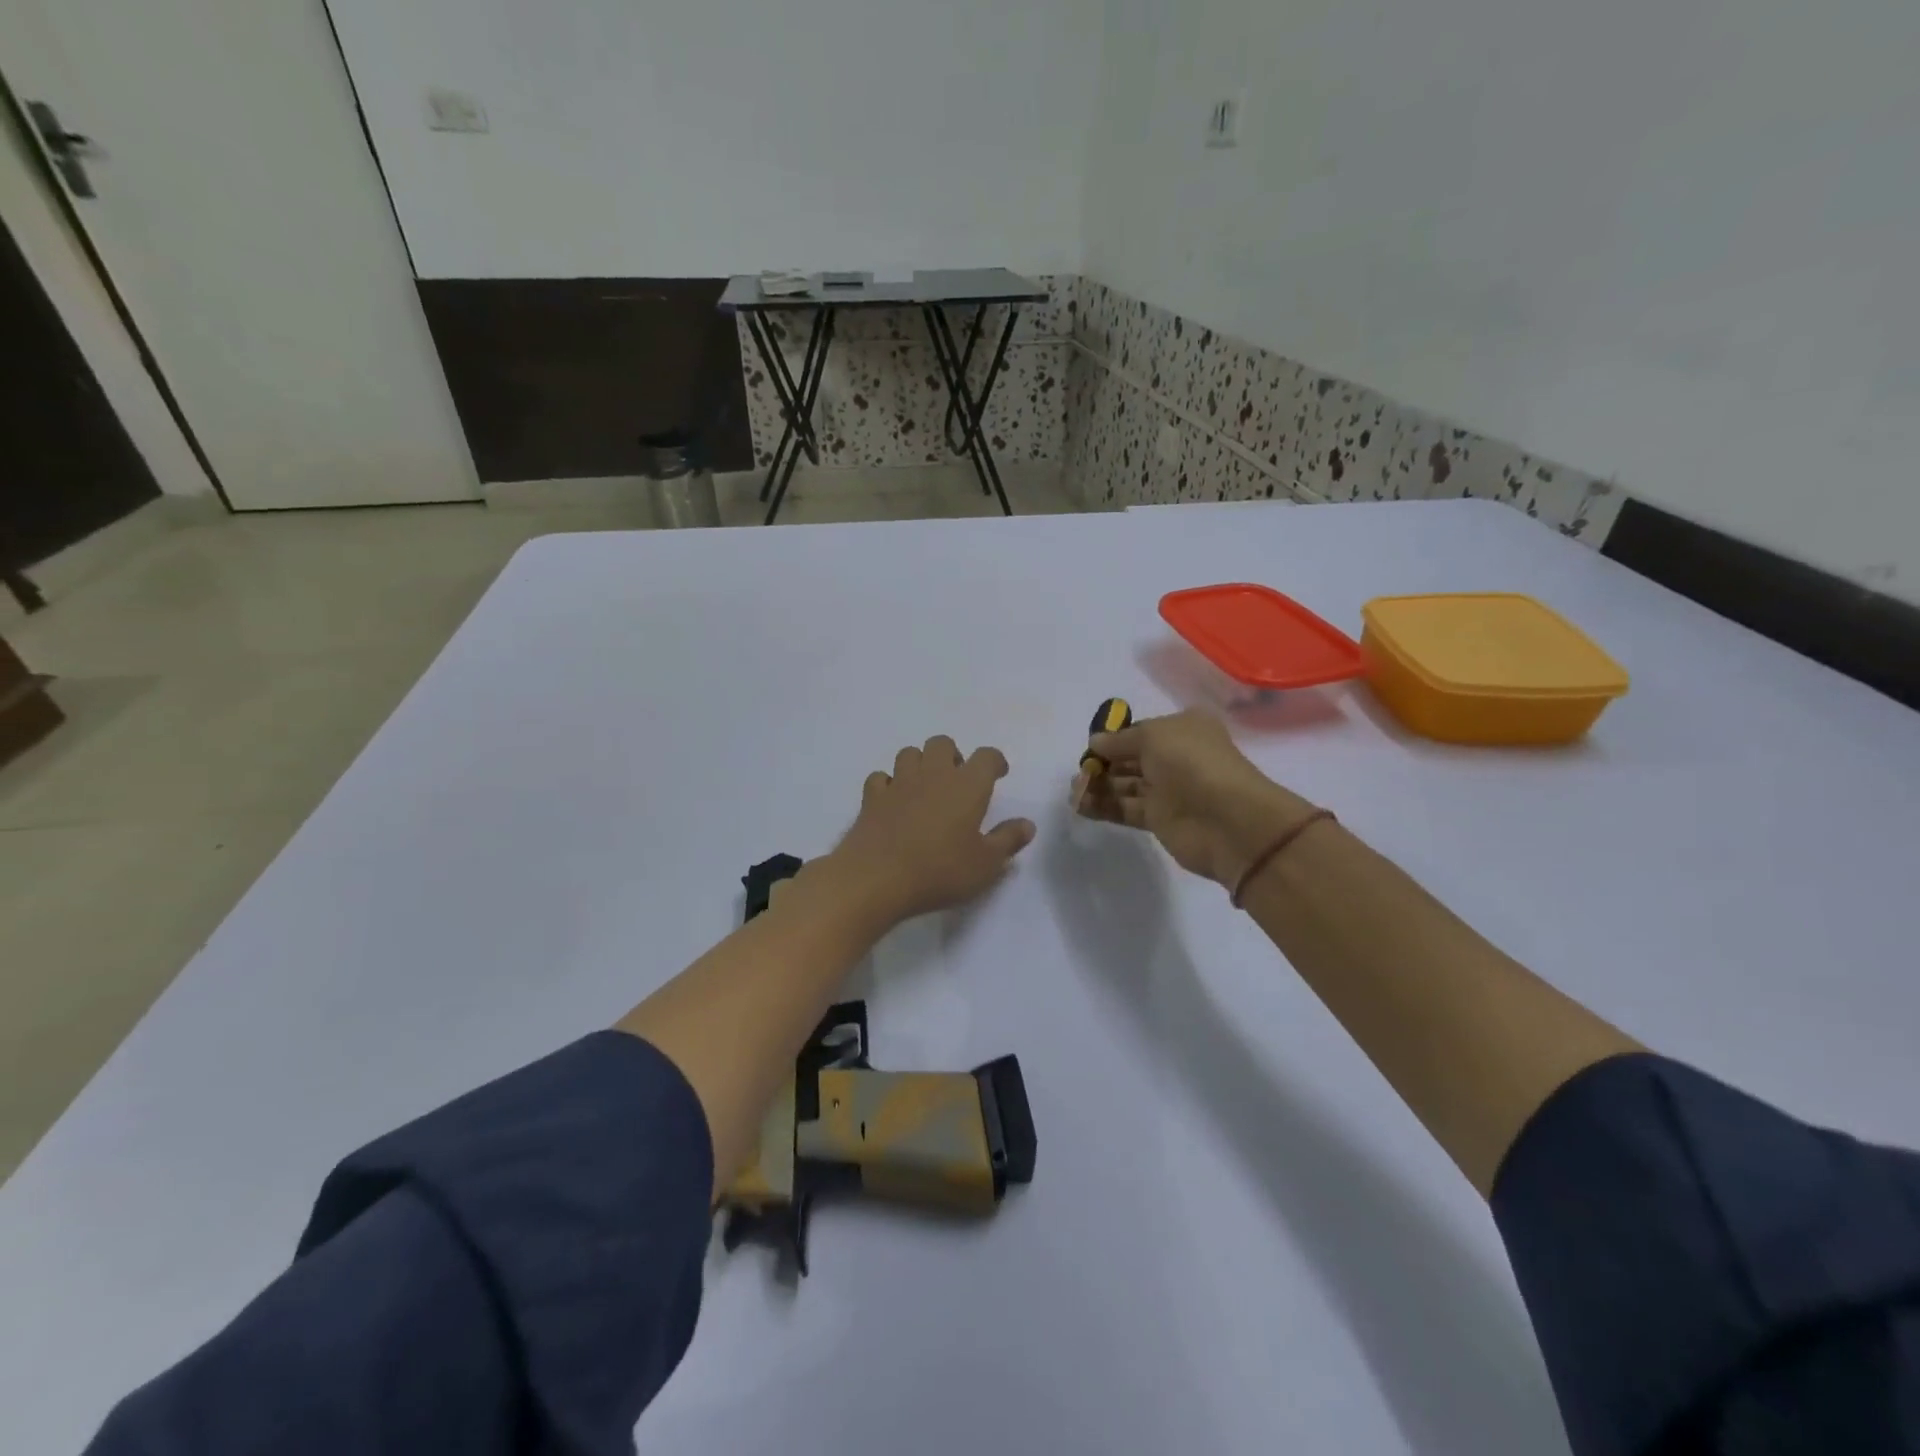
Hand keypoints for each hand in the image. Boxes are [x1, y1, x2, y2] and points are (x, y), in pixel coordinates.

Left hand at [827, 736, 1035, 923]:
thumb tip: (1027, 824)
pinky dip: (888, 784)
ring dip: (920, 763)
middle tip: (958, 781)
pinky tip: (893, 801)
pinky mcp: (871, 797)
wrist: (877, 878)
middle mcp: (933, 774)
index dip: (995, 761)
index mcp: (967, 785)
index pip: (987, 756)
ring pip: (910, 753)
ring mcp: (898, 782)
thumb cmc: (940, 870)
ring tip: (926, 787)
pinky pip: (881, 777)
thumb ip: (1008, 841)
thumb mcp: (986, 864)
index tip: (999, 774)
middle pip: (943, 743)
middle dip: (953, 756)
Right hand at [1071, 710, 1318, 887]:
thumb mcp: (1153, 736)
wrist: (1227, 820)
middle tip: (1079, 772)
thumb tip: (1095, 742)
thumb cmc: (1192, 763)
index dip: (1114, 737)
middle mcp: (1177, 756)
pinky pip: (1125, 808)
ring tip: (1074, 790)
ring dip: (1098, 785)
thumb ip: (1119, 740)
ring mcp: (1169, 789)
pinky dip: (1102, 806)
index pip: (1141, 731)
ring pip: (1125, 785)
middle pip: (1130, 758)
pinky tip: (1079, 805)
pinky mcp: (1160, 819)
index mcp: (1183, 729)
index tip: (1089, 746)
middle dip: (1103, 763)